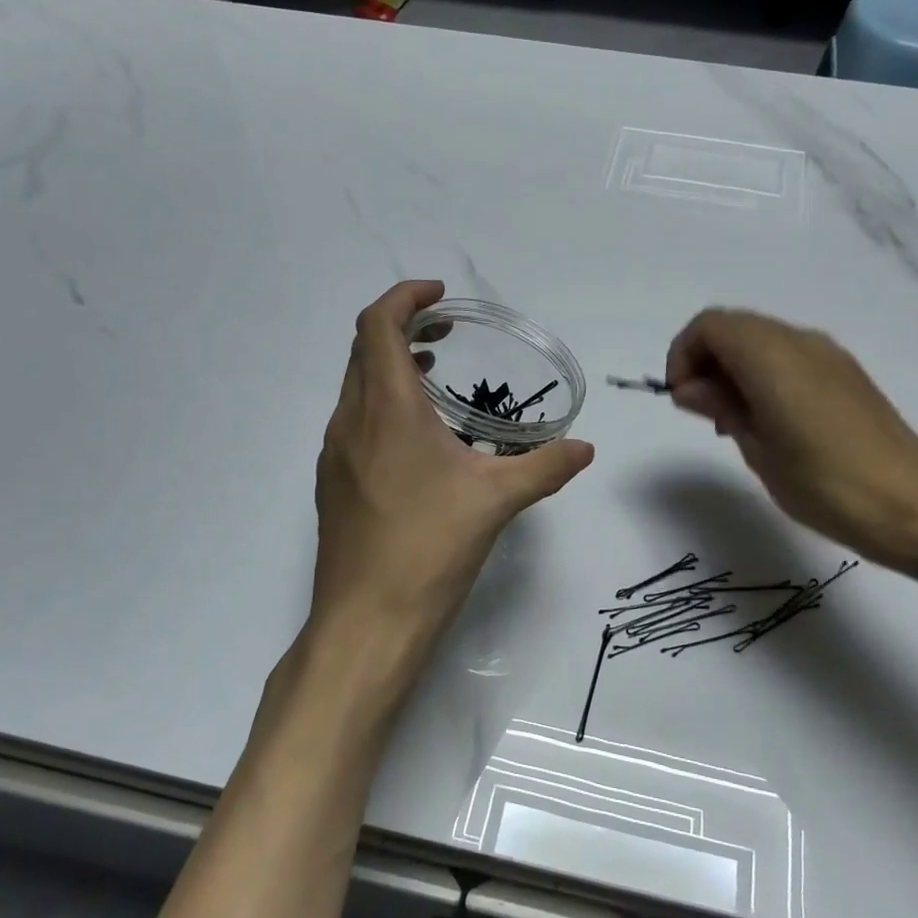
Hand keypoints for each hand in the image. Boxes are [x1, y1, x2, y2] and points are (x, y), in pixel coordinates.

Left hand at [307, 281, 593, 697]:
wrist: (367, 620)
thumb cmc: (430, 548)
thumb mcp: (497, 501)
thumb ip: (546, 466)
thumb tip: (585, 448)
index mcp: (387, 409)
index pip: (377, 325)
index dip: (404, 297)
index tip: (440, 297)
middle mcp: (351, 421)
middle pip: (363, 349)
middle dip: (401, 328)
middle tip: (445, 334)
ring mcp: (334, 454)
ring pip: (355, 387)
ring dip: (389, 369)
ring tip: (433, 380)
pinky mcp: (332, 483)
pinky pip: (353, 422)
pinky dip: (380, 406)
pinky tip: (416, 443)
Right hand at [665, 309, 917, 572]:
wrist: (907, 504)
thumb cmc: (821, 482)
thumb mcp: (756, 447)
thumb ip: (720, 405)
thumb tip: (690, 387)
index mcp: (771, 355)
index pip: (709, 326)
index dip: (683, 355)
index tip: (681, 399)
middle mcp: (800, 341)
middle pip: (735, 327)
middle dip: (706, 360)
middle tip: (703, 412)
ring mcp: (828, 354)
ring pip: (762, 339)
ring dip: (735, 367)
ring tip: (734, 421)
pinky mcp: (846, 373)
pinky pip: (789, 355)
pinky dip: (764, 373)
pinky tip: (770, 421)